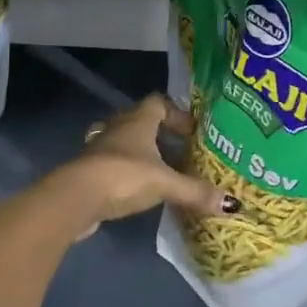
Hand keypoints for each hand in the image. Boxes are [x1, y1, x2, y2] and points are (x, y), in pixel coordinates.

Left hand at [42, 95, 220, 237]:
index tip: (192, 131)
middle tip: (182, 151)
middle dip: (161, 134)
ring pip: (125, 143)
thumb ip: (195, 191)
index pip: (158, 102)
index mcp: (138, 120)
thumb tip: (232, 204)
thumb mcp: (165, 183)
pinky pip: (113, 164)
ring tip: (163, 171)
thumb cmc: (123, 176)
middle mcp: (118, 128)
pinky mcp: (89, 171)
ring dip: (142, 153)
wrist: (74, 198)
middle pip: (141, 121)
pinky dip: (128, 172)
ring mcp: (99, 149)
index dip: (176, 113)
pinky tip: (139, 190)